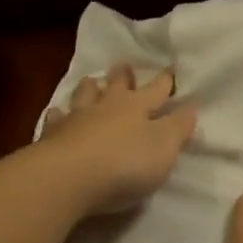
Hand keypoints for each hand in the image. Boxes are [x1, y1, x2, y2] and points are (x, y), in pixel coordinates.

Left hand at [37, 65, 197, 215]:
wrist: (67, 177)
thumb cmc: (124, 162)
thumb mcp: (163, 148)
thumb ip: (177, 128)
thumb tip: (191, 107)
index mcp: (137, 107)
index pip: (156, 90)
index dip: (165, 81)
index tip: (171, 68)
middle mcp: (107, 107)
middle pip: (117, 86)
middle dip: (123, 76)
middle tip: (123, 65)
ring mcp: (77, 120)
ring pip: (84, 97)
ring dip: (90, 88)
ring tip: (91, 80)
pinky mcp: (52, 138)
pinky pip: (55, 121)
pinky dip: (57, 116)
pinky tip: (55, 113)